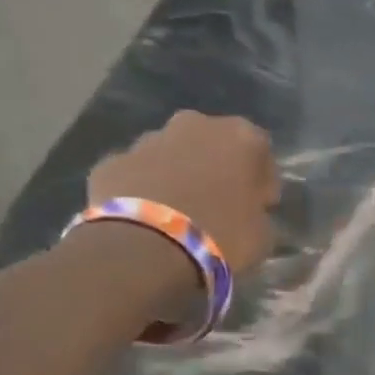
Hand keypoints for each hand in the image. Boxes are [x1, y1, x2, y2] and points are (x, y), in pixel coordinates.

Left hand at [87, 112, 279, 273]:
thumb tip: (249, 213)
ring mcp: (148, 139)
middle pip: (212, 144)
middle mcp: (195, 125)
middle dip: (215, 168)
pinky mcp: (111, 161)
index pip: (261, 153)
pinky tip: (146, 220)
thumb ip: (258, 213)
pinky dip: (143, 190)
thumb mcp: (263, 234)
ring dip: (178, 175)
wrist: (146, 248)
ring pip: (171, 154)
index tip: (258, 206)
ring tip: (178, 214)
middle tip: (218, 204)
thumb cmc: (222, 235)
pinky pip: (137, 174)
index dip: (261, 181)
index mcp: (241, 137)